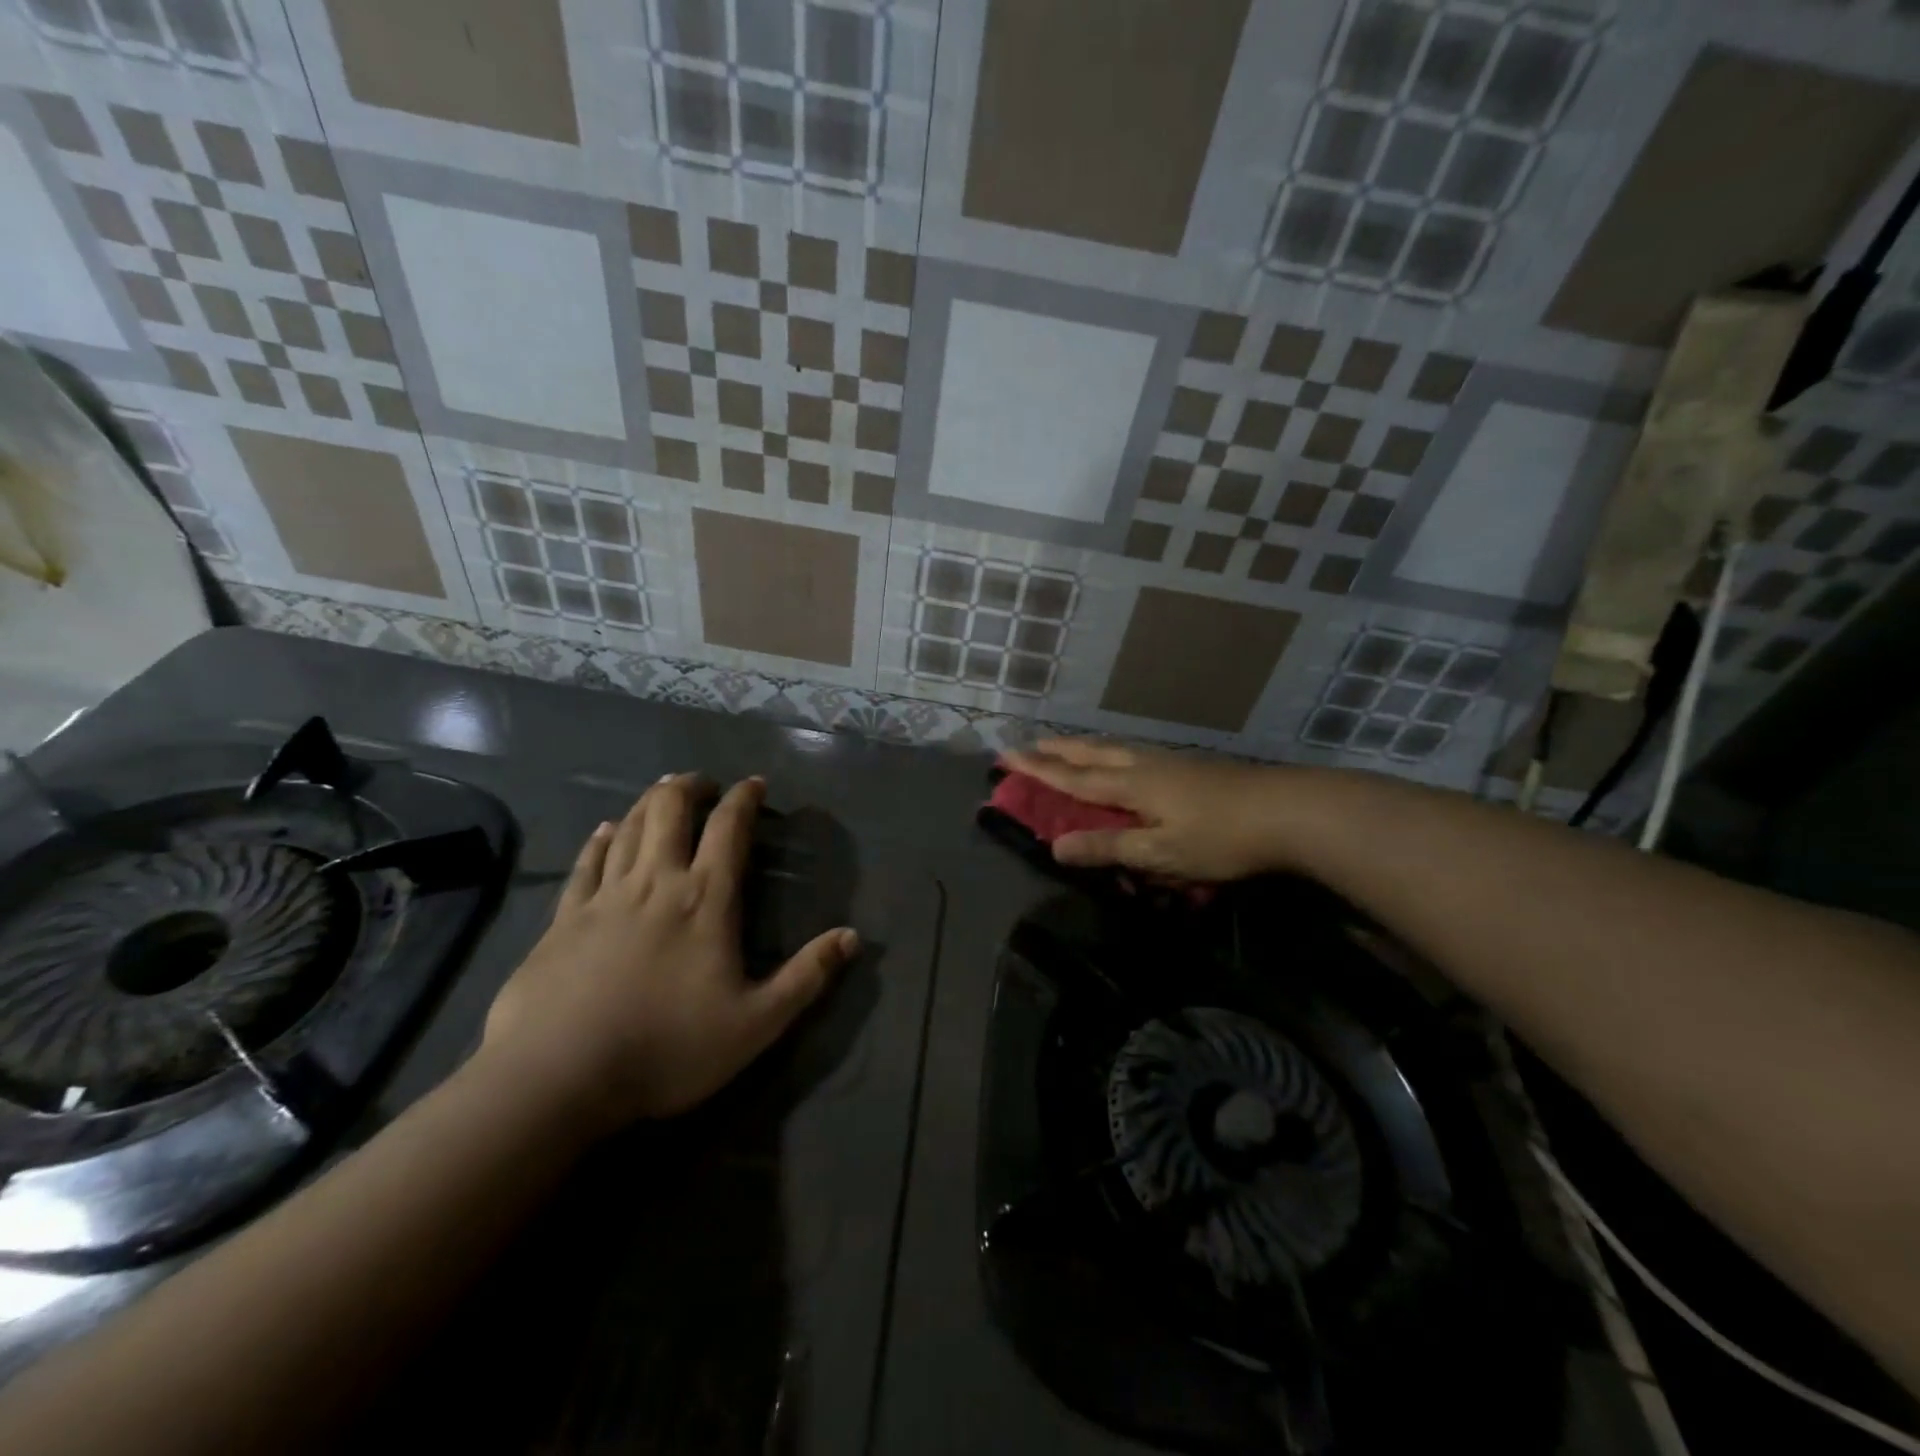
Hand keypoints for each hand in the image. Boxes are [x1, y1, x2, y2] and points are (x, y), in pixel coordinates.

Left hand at [480, 774, 855, 1134]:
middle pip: (671, 809)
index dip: (744, 798)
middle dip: (691, 787)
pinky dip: (602, 838)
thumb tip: (853, 936)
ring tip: (664, 793)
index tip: (755, 783)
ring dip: (650, 802)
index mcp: (705, 899)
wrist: (558, 1077)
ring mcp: (605, 896)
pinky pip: (587, 861)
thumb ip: (807, 977)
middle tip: (705, 785)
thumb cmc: (667, 1048)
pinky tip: (606, 830)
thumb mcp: (756, 1024)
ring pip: (630, 826)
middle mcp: (656, 881)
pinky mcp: (564, 917)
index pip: (729, 828)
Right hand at [999, 739, 1292, 881]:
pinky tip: (1122, 760)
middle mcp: (1144, 765)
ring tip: (1066, 747)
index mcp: (1131, 785)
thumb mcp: (1161, 853)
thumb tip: (1057, 847)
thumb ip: (1109, 848)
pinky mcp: (1188, 767)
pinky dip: (1110, 753)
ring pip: (1113, 748)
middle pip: (1091, 753)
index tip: (1007, 758)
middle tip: (1028, 745)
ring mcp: (1169, 762)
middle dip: (1056, 750)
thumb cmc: (1221, 837)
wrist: (1288, 810)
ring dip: (1083, 747)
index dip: (1038, 771)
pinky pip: (1132, 753)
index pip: (1073, 778)